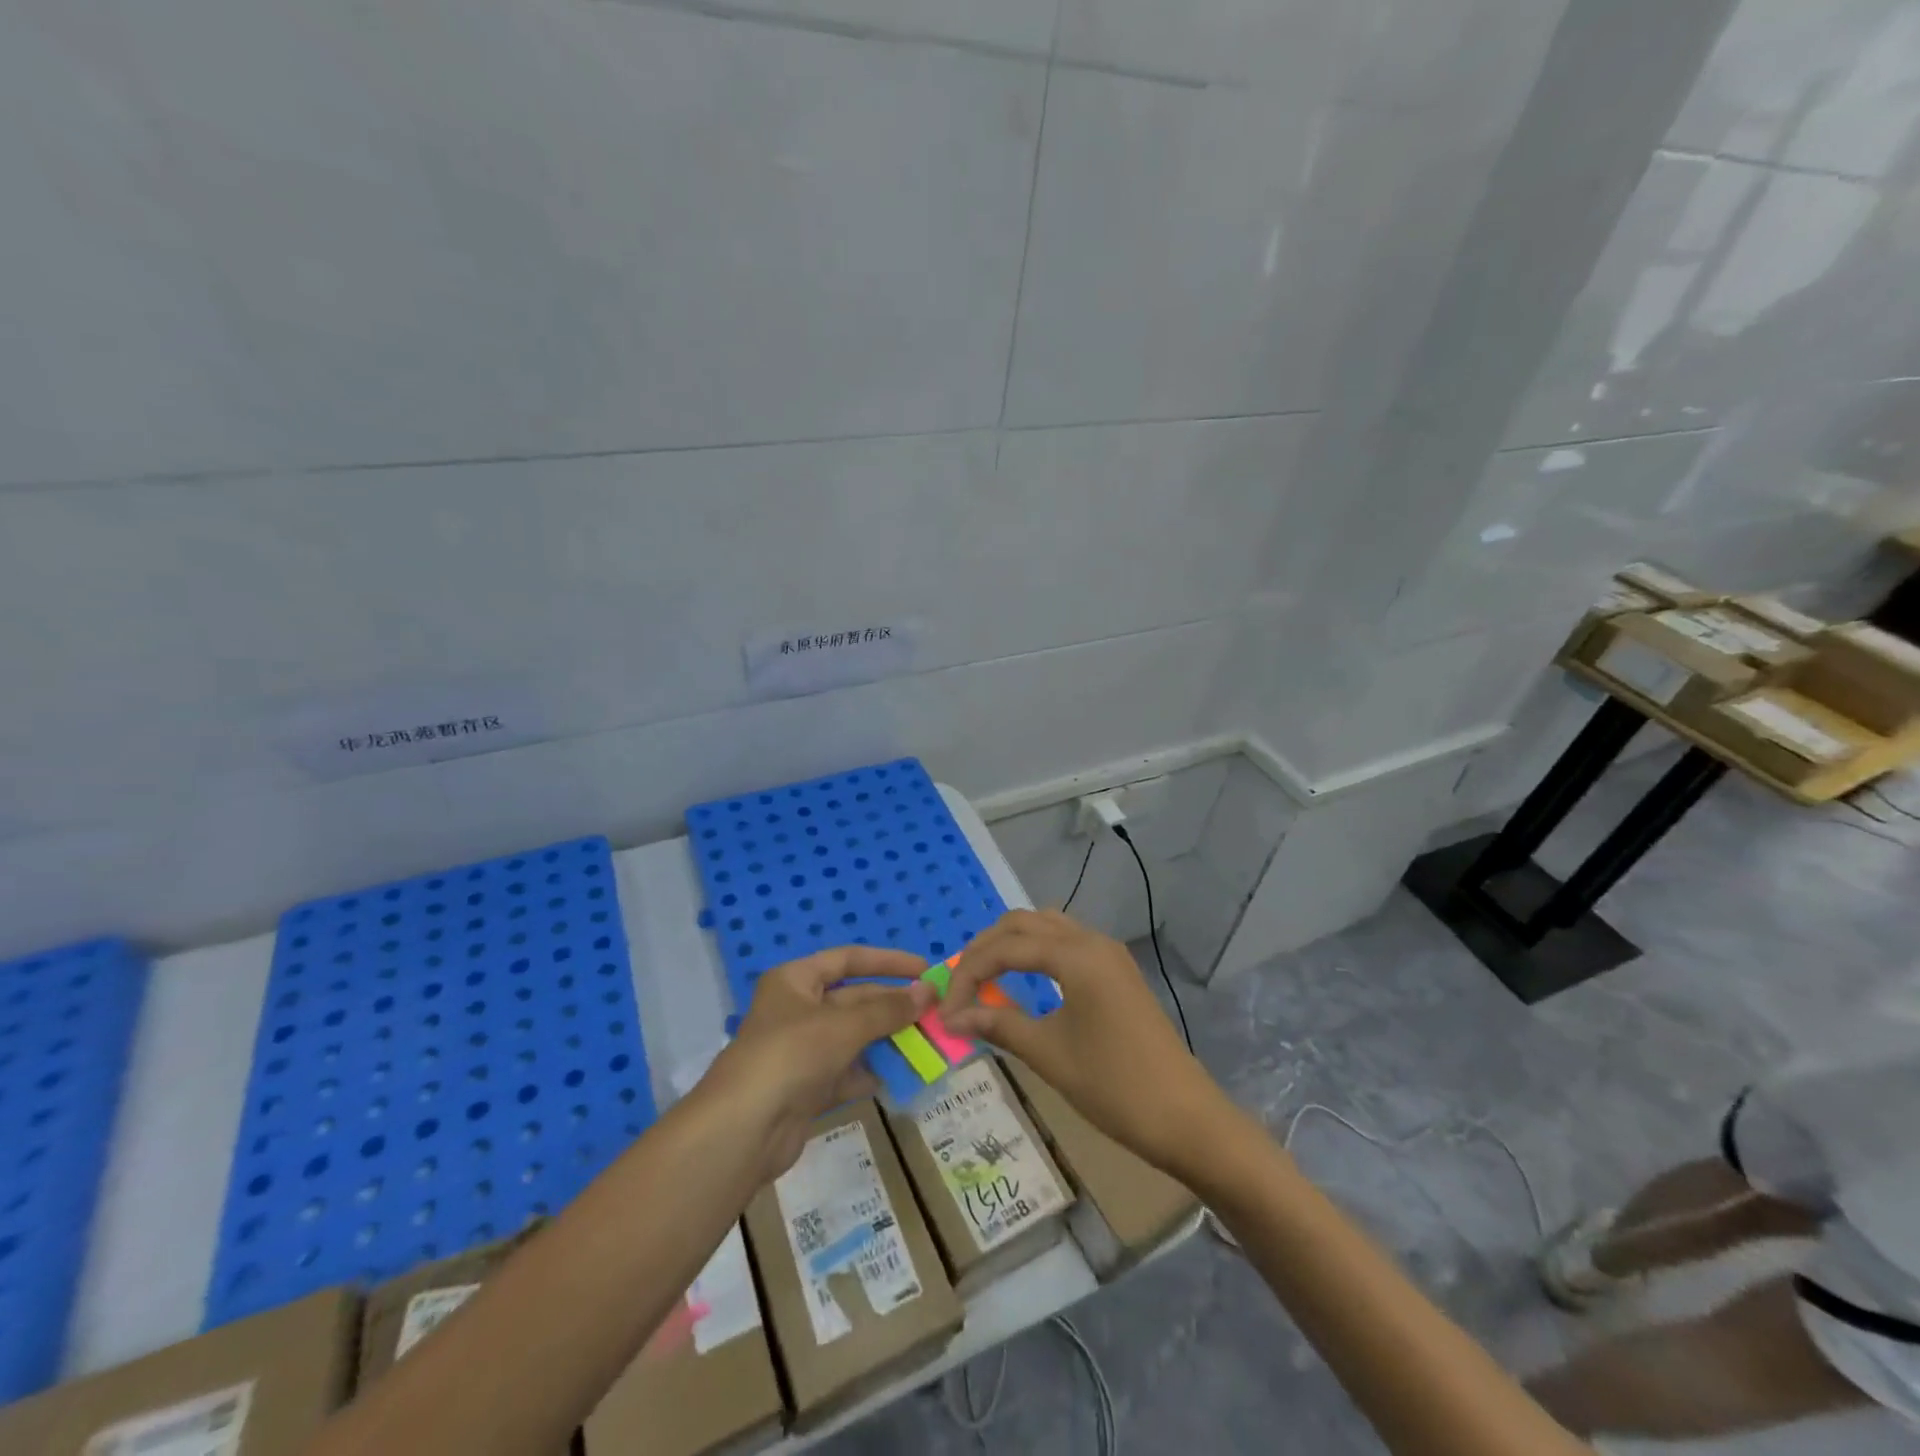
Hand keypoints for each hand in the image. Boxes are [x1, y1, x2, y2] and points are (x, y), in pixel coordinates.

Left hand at [700, 946, 933, 1179]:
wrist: (743, 1130)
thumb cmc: (792, 1055)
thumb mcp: (844, 1025)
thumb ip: (888, 1009)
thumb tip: (929, 991)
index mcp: (795, 980)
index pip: (848, 959)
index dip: (887, 962)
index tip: (924, 969)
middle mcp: (796, 1009)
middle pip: (853, 999)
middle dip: (892, 1005)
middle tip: (934, 1011)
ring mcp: (800, 1050)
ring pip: (853, 1037)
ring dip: (887, 1039)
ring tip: (927, 1043)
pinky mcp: (805, 1088)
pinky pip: (846, 1072)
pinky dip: (870, 1073)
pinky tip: (899, 1076)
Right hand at [943, 910, 1227, 1175]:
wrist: (1186, 1117)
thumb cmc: (1114, 1085)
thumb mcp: (1049, 1054)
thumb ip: (999, 1024)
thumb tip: (953, 1017)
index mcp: (1076, 955)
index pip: (1005, 948)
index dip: (968, 974)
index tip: (945, 1010)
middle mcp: (1092, 941)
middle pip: (1023, 923)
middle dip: (985, 949)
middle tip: (960, 986)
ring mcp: (1109, 953)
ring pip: (1046, 927)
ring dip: (1011, 945)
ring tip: (985, 979)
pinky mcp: (1117, 971)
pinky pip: (1066, 942)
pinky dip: (1035, 952)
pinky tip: (1023, 980)